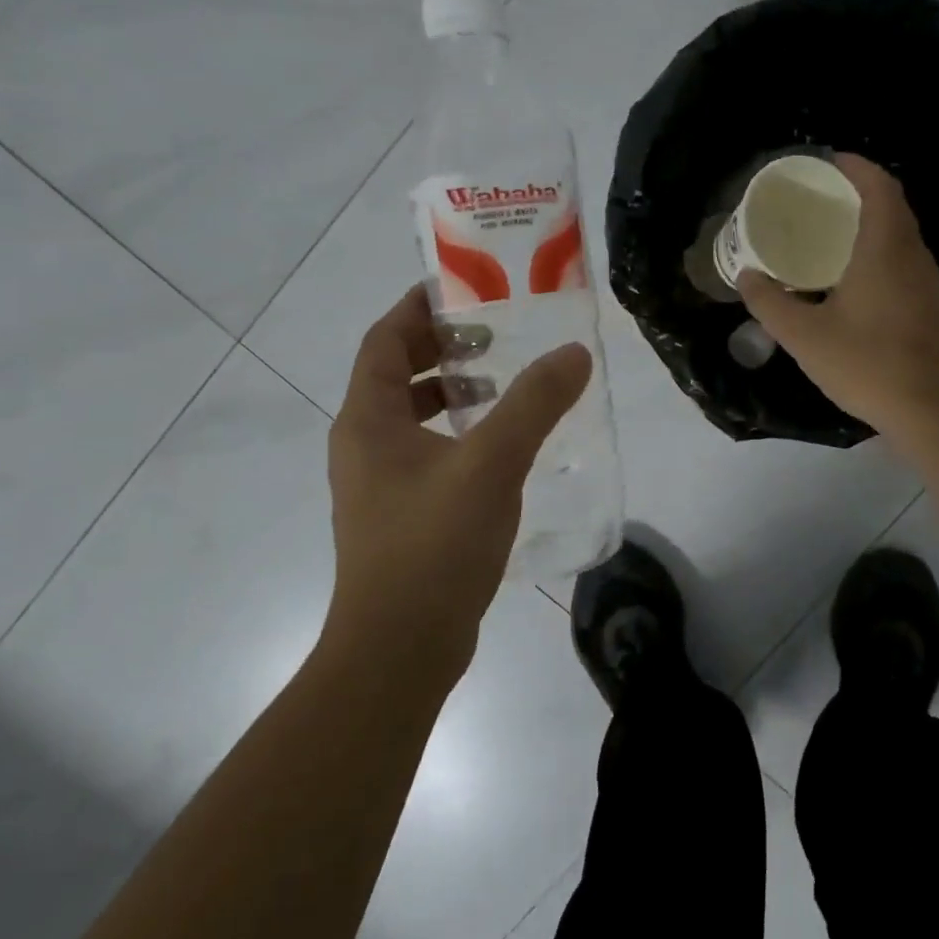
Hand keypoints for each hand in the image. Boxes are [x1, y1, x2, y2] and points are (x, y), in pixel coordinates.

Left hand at [324, 283, 589, 677]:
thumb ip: (534, 404)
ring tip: (505, 383)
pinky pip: (426, 451)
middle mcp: (363, 443)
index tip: (465, 288)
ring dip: (452, 391)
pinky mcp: (400, 514)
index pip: (384, 338)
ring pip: (412, 415)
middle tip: (498, 334)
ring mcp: (379, 482)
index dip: (419, 307)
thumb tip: (574, 352)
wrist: (399, 649)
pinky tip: (502, 446)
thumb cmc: (433, 546)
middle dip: (443, 347)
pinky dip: (458, 432)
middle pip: (396, 372)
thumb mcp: (491, 464)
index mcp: (368, 419)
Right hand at [738, 154, 938, 438]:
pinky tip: (855, 276)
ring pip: (901, 235)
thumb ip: (769, 303)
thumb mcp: (803, 335)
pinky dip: (881, 250)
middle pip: (893, 206)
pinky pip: (905, 260)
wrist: (926, 409)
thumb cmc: (864, 363)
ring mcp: (927, 281)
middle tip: (822, 197)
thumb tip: (746, 276)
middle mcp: (913, 256)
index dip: (858, 167)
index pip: (880, 187)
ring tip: (833, 231)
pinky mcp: (931, 305)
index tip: (829, 161)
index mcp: (885, 249)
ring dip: (872, 222)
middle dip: (860, 192)